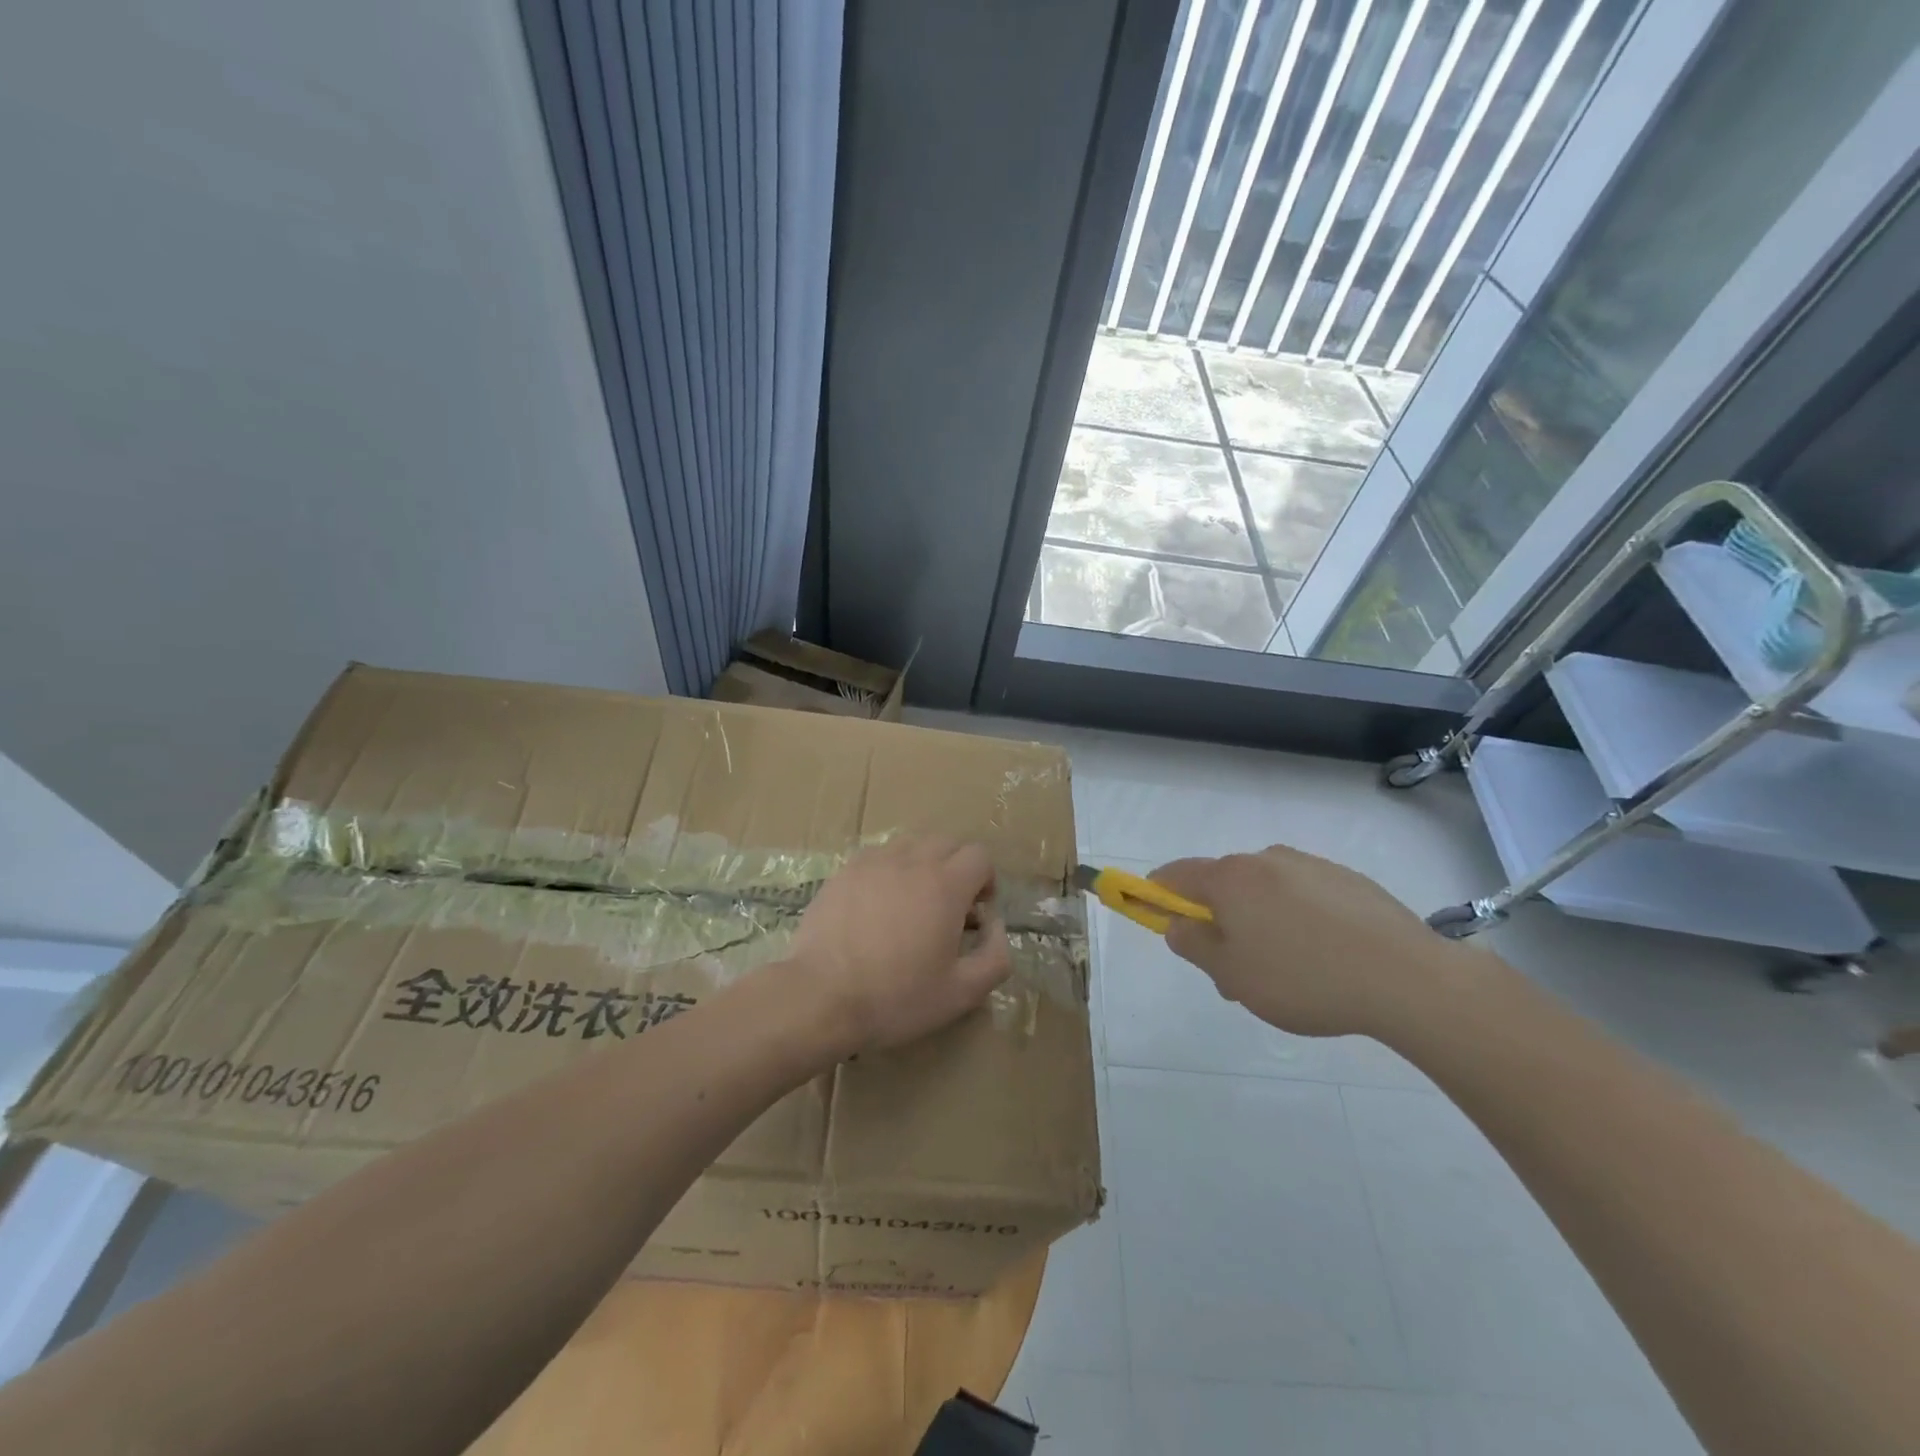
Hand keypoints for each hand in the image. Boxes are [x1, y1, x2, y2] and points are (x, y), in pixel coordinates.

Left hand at [788, 837, 1011, 1057]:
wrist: (822, 997)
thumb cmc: (897, 997)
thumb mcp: (961, 993)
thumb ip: (996, 957)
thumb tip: (996, 927)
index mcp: (946, 885)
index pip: (979, 855)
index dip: (985, 881)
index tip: (975, 913)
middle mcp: (912, 861)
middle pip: (947, 843)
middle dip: (957, 868)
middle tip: (948, 908)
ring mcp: (873, 862)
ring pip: (911, 844)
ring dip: (922, 864)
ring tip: (912, 902)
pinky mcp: (844, 872)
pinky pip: (877, 856)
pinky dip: (889, 870)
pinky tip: (878, 905)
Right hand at [1150, 845, 1456, 1039]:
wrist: (1407, 978)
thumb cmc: (1304, 979)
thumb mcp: (1233, 975)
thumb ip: (1195, 945)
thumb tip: (1178, 924)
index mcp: (1231, 879)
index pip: (1176, 874)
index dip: (1157, 893)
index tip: (1156, 916)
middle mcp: (1266, 860)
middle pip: (1223, 884)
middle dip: (1218, 919)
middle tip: (1232, 969)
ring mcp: (1311, 866)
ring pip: (1266, 891)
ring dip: (1259, 921)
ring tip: (1287, 972)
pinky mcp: (1349, 880)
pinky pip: (1305, 896)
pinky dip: (1299, 919)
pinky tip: (1325, 958)